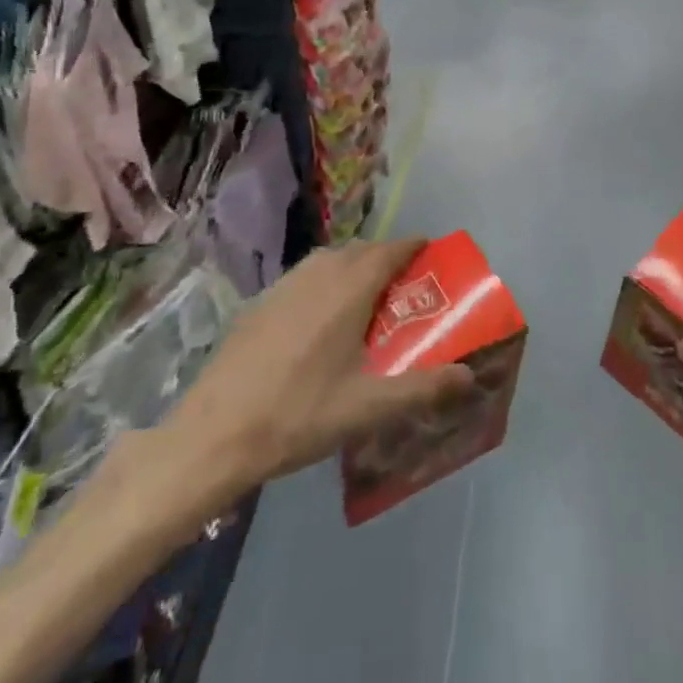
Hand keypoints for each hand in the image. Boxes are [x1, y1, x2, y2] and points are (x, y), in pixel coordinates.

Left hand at [110, 240, 474, 551]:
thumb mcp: (369, 408)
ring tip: (367, 299)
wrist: (213, 435)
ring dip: (354, 267)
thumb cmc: (299, 415)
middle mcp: (317, 274)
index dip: (414, 247)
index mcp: (348, 289)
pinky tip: (321, 319)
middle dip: (386, 258)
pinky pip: (304, 276)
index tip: (432, 254)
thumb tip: (469, 376)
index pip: (390, 250)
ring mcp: (283, 286)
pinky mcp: (259, 303)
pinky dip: (325, 281)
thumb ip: (423, 388)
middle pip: (361, 250)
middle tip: (406, 286)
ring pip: (329, 260)